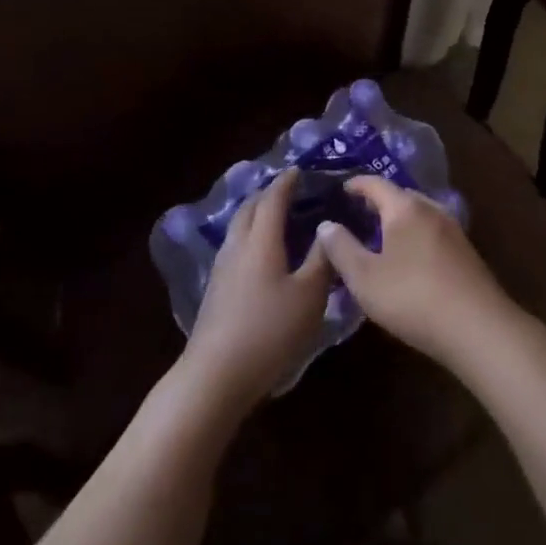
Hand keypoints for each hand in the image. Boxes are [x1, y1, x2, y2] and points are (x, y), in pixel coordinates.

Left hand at [182, 168, 333, 410]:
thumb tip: (329, 227)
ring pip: (238, 228)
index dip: (286, 182)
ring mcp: (222, 268)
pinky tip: (263, 253)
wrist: (217, 374)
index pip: (273, 199)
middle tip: (290, 192)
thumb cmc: (270, 330)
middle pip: (249, 208)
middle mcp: (237, 246)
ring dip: (256, 215)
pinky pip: (235, 247)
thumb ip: (322, 258)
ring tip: (278, 218)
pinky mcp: (216, 289)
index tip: (299, 170)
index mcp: (261, 240)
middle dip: (268, 195)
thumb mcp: (310, 295)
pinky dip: (251, 237)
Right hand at [311, 175, 519, 371]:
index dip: (356, 184)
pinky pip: (432, 233)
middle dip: (378, 202)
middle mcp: (432, 210)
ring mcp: (454, 230)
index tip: (341, 189)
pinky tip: (407, 259)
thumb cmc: (412, 297)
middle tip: (356, 214)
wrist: (478, 327)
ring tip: (379, 237)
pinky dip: (414, 236)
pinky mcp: (466, 253)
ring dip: (398, 220)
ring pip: (419, 215)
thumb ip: (341, 248)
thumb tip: (327, 225)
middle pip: (401, 196)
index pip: (376, 184)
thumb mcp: (364, 277)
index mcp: (405, 208)